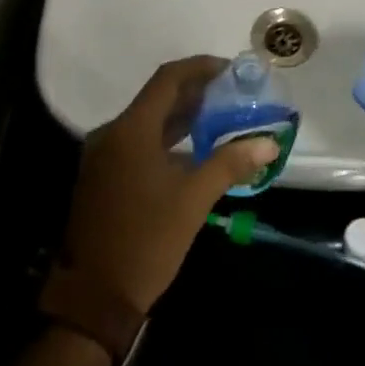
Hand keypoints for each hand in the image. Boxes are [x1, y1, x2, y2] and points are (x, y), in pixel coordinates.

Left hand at [60, 56, 280, 313]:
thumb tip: (269, 142)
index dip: (200, 67)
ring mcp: (103, 155)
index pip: (168, 79)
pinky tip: (193, 151)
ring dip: (181, 116)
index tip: (230, 69)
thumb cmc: (147, 241)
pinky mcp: (102, 176)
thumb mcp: (194, 200)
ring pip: (147, 121)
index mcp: (131, 130)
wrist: (95, 297)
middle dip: (195, 92)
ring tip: (220, 117)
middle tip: (232, 93)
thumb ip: (231, 163)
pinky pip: (137, 142)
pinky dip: (165, 138)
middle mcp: (112, 133)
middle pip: (157, 97)